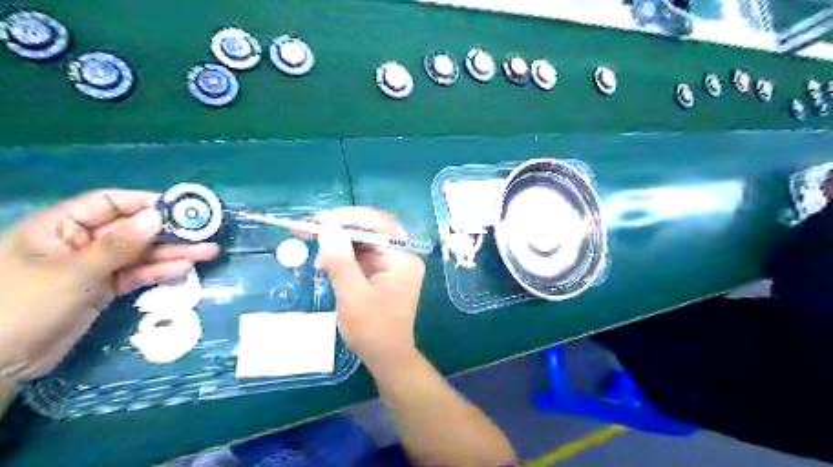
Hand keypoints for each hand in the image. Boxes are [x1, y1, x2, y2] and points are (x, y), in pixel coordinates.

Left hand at [0, 190, 218, 381]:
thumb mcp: (73, 272)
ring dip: (173, 252)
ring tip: (209, 251)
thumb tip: (158, 217)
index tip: (182, 208)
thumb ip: (119, 245)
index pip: (109, 203)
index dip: (145, 202)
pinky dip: (160, 271)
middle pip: (132, 229)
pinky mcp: (103, 289)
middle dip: (169, 231)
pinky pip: (137, 274)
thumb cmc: (24, 307)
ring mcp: (93, 267)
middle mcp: (79, 243)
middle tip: (206, 232)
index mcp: (59, 227)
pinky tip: (185, 267)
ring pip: (140, 254)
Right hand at [316, 209, 424, 374]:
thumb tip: (328, 229)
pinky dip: (343, 256)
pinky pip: (362, 256)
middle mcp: (401, 256)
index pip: (380, 224)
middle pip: (372, 230)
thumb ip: (341, 262)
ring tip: (315, 249)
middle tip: (310, 228)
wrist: (387, 358)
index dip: (351, 217)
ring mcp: (392, 264)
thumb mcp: (353, 297)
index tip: (322, 219)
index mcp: (403, 259)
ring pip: (364, 241)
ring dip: (339, 242)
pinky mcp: (382, 273)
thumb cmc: (373, 331)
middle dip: (341, 228)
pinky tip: (325, 263)